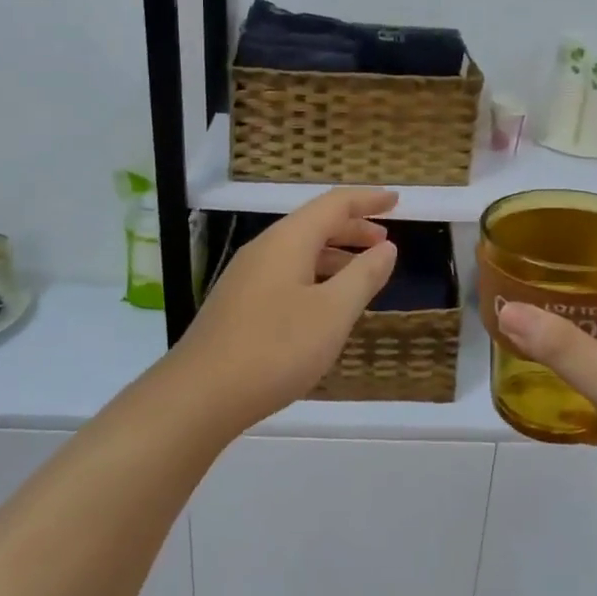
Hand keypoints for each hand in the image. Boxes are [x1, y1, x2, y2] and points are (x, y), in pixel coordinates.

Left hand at [173, 188, 397, 430]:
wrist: (200, 395)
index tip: (396, 200)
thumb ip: (363, 276)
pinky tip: (325, 305)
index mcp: (288, 240)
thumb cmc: (275, 348)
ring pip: (299, 251)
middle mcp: (264, 249)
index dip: (367, 200)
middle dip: (353, 228)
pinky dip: (315, 276)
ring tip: (362, 273)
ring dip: (334, 255)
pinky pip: (286, 274)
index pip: (334, 205)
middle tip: (385, 241)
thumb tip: (387, 248)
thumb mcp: (333, 313)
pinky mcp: (238, 304)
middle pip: (314, 225)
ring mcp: (246, 277)